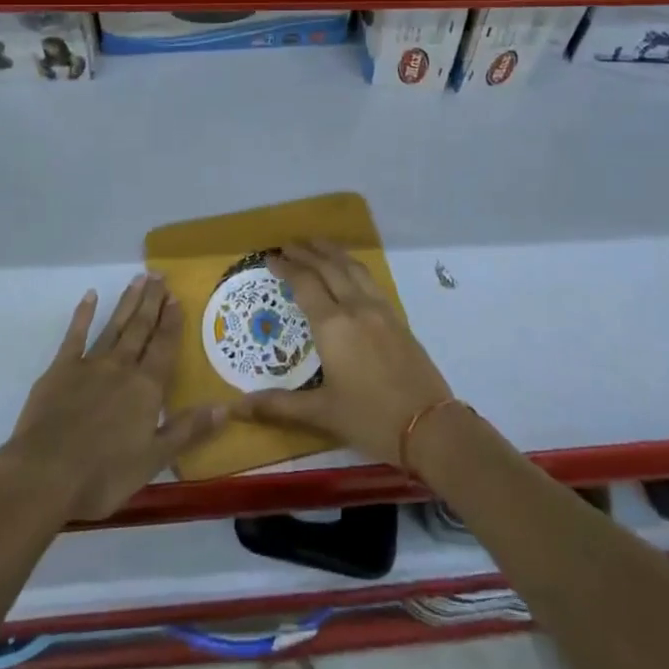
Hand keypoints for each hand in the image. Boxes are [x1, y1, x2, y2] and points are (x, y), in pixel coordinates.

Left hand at [0, 275, 225, 520]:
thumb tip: (226, 407)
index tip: (176, 296)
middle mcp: (122, 367)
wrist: (44, 474)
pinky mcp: (60, 370)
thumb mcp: (153, 459)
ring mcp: (89, 365)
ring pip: (114, 326)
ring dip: (128, 302)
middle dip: (152, 301)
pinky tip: (90, 296)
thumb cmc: (103, 474)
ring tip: (138, 278)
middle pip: (141, 328)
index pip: (164, 346)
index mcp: (146, 387)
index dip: (172, 321)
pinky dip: (83, 315)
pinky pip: (75, 336)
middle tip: (159, 275)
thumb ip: (188, 430)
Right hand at [233, 240, 453, 464]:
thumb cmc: (370, 419)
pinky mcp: (397, 317)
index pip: (305, 284)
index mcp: (333, 326)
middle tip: (288, 244)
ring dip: (332, 252)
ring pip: (353, 268)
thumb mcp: (322, 413)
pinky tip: (350, 270)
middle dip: (307, 253)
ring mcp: (380, 309)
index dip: (287, 268)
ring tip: (317, 243)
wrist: (429, 426)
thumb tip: (239, 406)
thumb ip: (280, 405)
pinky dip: (353, 266)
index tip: (271, 257)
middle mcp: (355, 307)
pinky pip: (370, 279)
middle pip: (328, 268)